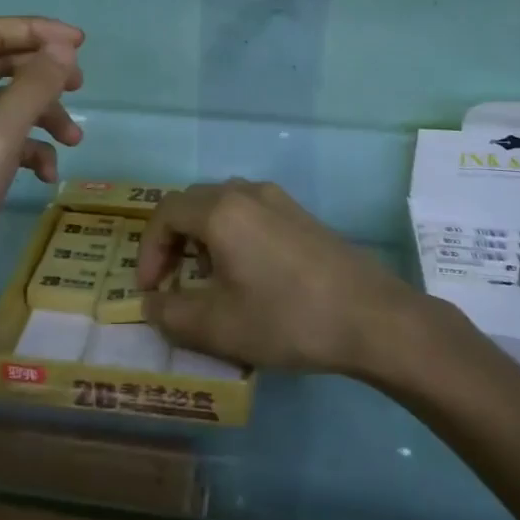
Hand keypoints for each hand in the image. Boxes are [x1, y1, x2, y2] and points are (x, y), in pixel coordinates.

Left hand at [0, 17, 83, 319]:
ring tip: (74, 140)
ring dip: (41, 117)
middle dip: (42, 75)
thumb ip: (33, 87)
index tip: (79, 44)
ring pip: (3, 109)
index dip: (36, 31)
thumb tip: (63, 48)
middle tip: (80, 86)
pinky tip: (45, 176)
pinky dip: (25, 152)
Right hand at [137, 180, 423, 374]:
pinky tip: (249, 275)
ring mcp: (278, 200)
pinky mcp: (301, 215)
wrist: (371, 317)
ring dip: (202, 238)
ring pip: (223, 207)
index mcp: (221, 210)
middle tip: (171, 283)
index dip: (148, 250)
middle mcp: (247, 193)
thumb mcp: (218, 327)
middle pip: (192, 204)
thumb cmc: (286, 317)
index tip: (150, 290)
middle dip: (173, 242)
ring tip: (208, 281)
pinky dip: (232, 236)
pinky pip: (251, 214)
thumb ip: (171, 315)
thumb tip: (151, 305)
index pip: (165, 213)